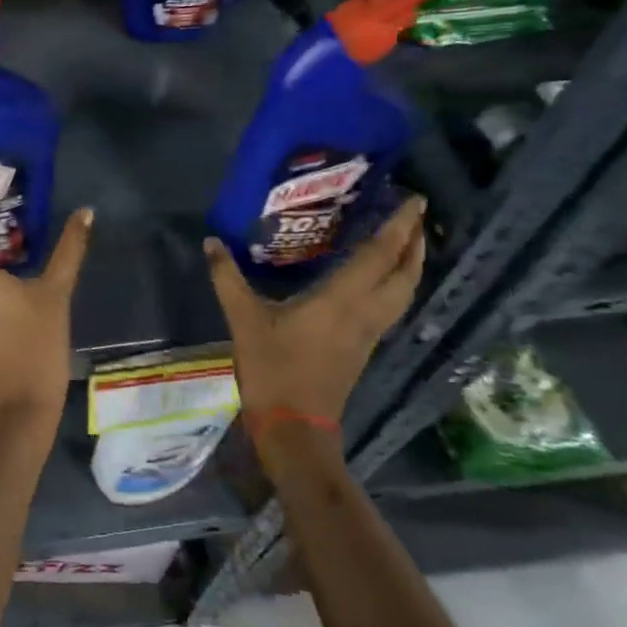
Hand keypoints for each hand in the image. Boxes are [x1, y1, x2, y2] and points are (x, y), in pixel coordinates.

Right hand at [204, 196, 426, 431]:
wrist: (295, 426)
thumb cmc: (273, 369)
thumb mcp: (244, 319)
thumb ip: (228, 277)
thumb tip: (211, 241)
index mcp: (342, 300)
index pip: (380, 255)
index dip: (399, 227)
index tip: (415, 200)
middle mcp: (365, 312)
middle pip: (405, 274)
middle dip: (415, 243)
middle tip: (416, 216)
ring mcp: (369, 333)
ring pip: (404, 293)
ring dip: (411, 265)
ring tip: (406, 243)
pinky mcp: (363, 347)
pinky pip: (392, 306)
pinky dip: (396, 285)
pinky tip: (380, 280)